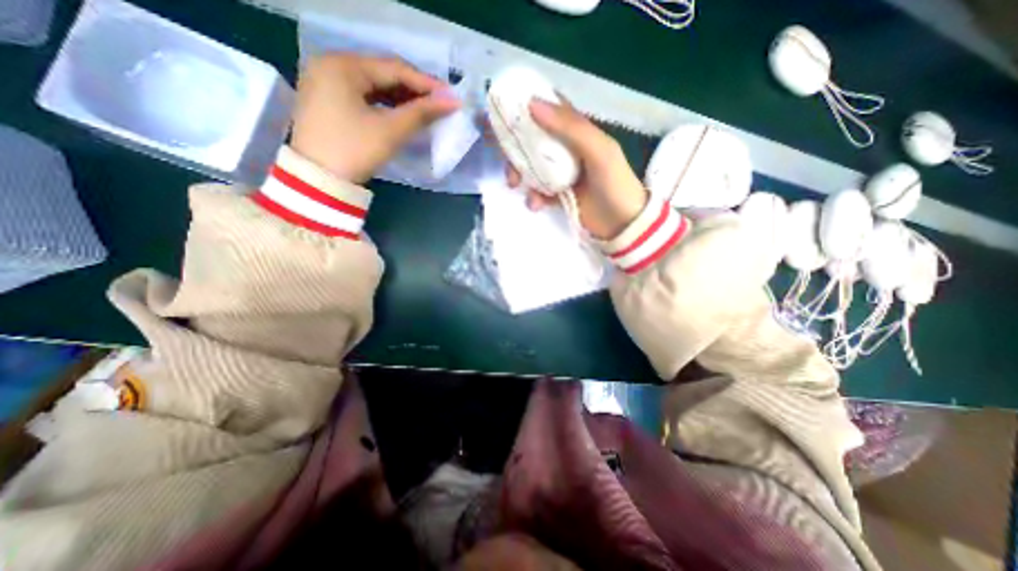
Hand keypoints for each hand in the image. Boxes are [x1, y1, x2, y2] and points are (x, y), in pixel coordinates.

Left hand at [287, 54, 460, 182]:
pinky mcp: (327, 102)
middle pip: (383, 74)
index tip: (451, 96)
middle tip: (440, 104)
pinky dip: (385, 106)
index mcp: (343, 65)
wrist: (319, 181)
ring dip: (401, 99)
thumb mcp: (390, 131)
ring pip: (374, 86)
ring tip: (426, 111)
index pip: (394, 68)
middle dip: (414, 90)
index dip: (426, 83)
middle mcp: (331, 66)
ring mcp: (326, 84)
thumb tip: (452, 102)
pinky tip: (402, 115)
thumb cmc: (355, 150)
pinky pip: (363, 97)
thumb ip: (422, 113)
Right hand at [506, 99, 647, 238]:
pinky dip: (533, 197)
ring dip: (520, 175)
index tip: (504, 112)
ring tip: (517, 186)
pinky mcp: (559, 195)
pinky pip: (538, 191)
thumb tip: (532, 104)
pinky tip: (536, 204)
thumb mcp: (599, 151)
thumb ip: (570, 127)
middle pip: (533, 142)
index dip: (526, 107)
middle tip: (507, 160)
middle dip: (516, 150)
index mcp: (577, 132)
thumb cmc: (615, 183)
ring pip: (532, 167)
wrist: (623, 224)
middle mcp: (566, 149)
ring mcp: (561, 173)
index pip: (549, 111)